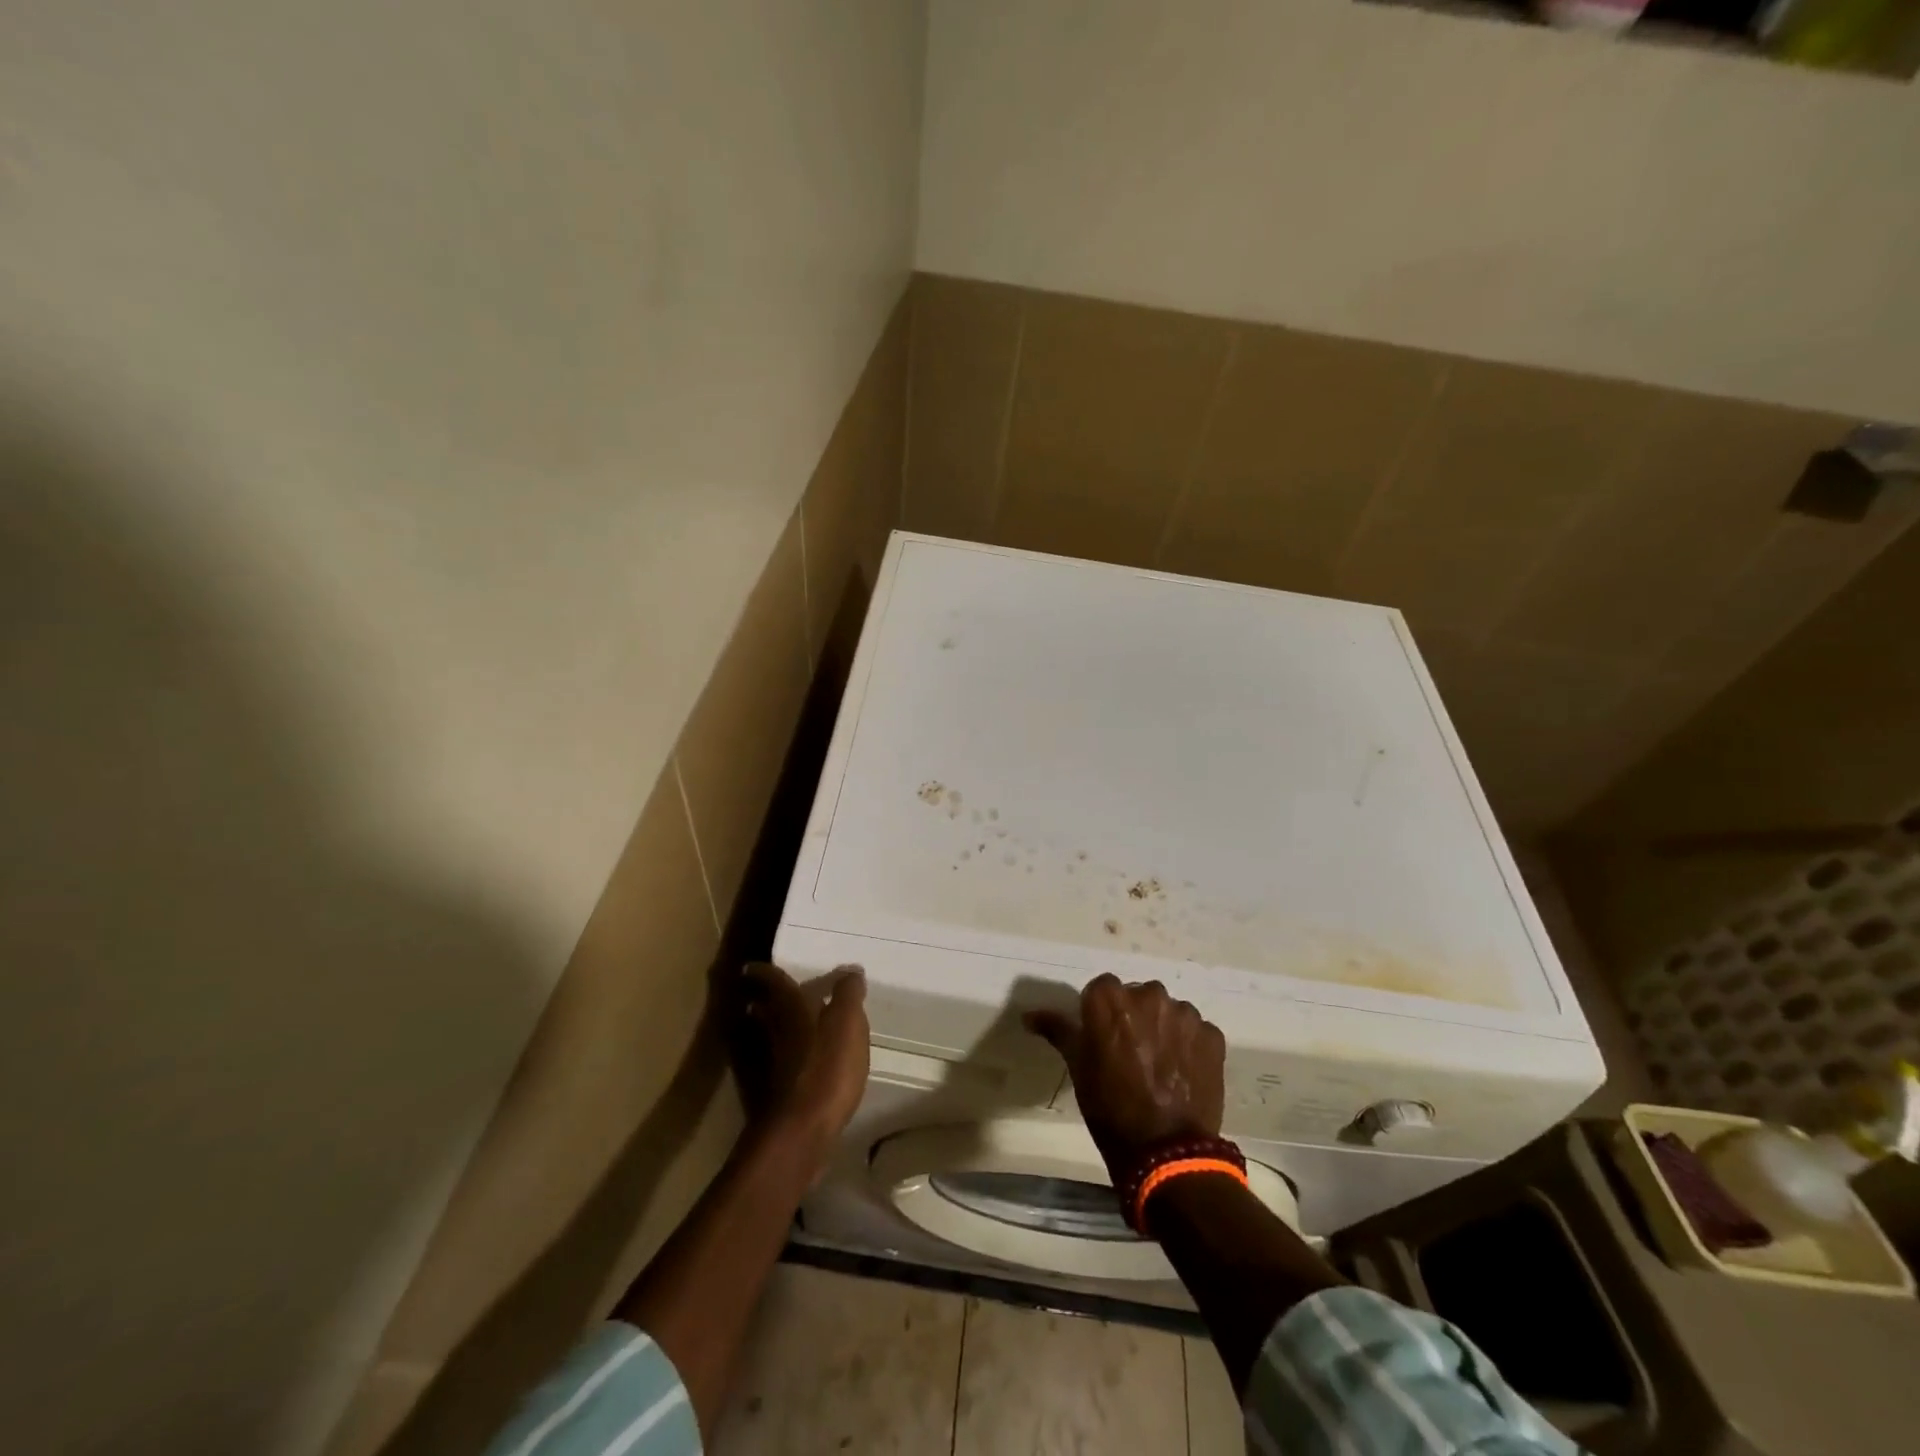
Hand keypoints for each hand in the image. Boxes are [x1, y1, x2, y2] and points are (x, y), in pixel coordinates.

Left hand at [737, 963, 869, 1167]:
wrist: (800, 1131)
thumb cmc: (827, 1066)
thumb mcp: (848, 1023)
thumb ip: (848, 994)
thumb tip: (850, 971)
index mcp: (789, 1007)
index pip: (772, 980)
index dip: (763, 970)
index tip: (753, 965)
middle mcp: (772, 1030)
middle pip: (763, 1008)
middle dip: (764, 999)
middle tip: (770, 993)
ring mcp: (767, 1064)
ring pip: (764, 1036)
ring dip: (769, 1028)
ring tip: (784, 1025)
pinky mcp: (771, 1093)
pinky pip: (773, 1063)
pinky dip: (780, 1056)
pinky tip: (795, 1064)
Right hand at [1025, 974, 1225, 1179]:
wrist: (1166, 1153)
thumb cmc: (1111, 1108)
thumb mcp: (1078, 1067)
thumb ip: (1058, 1031)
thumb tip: (1029, 1015)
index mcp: (1110, 998)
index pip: (1101, 989)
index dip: (1100, 1014)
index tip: (1101, 1040)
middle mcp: (1148, 994)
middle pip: (1137, 995)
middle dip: (1133, 1017)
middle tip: (1131, 1053)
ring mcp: (1184, 1014)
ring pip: (1168, 1011)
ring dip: (1163, 1029)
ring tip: (1160, 1065)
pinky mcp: (1211, 1035)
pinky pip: (1195, 1031)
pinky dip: (1189, 1046)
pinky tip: (1183, 1072)